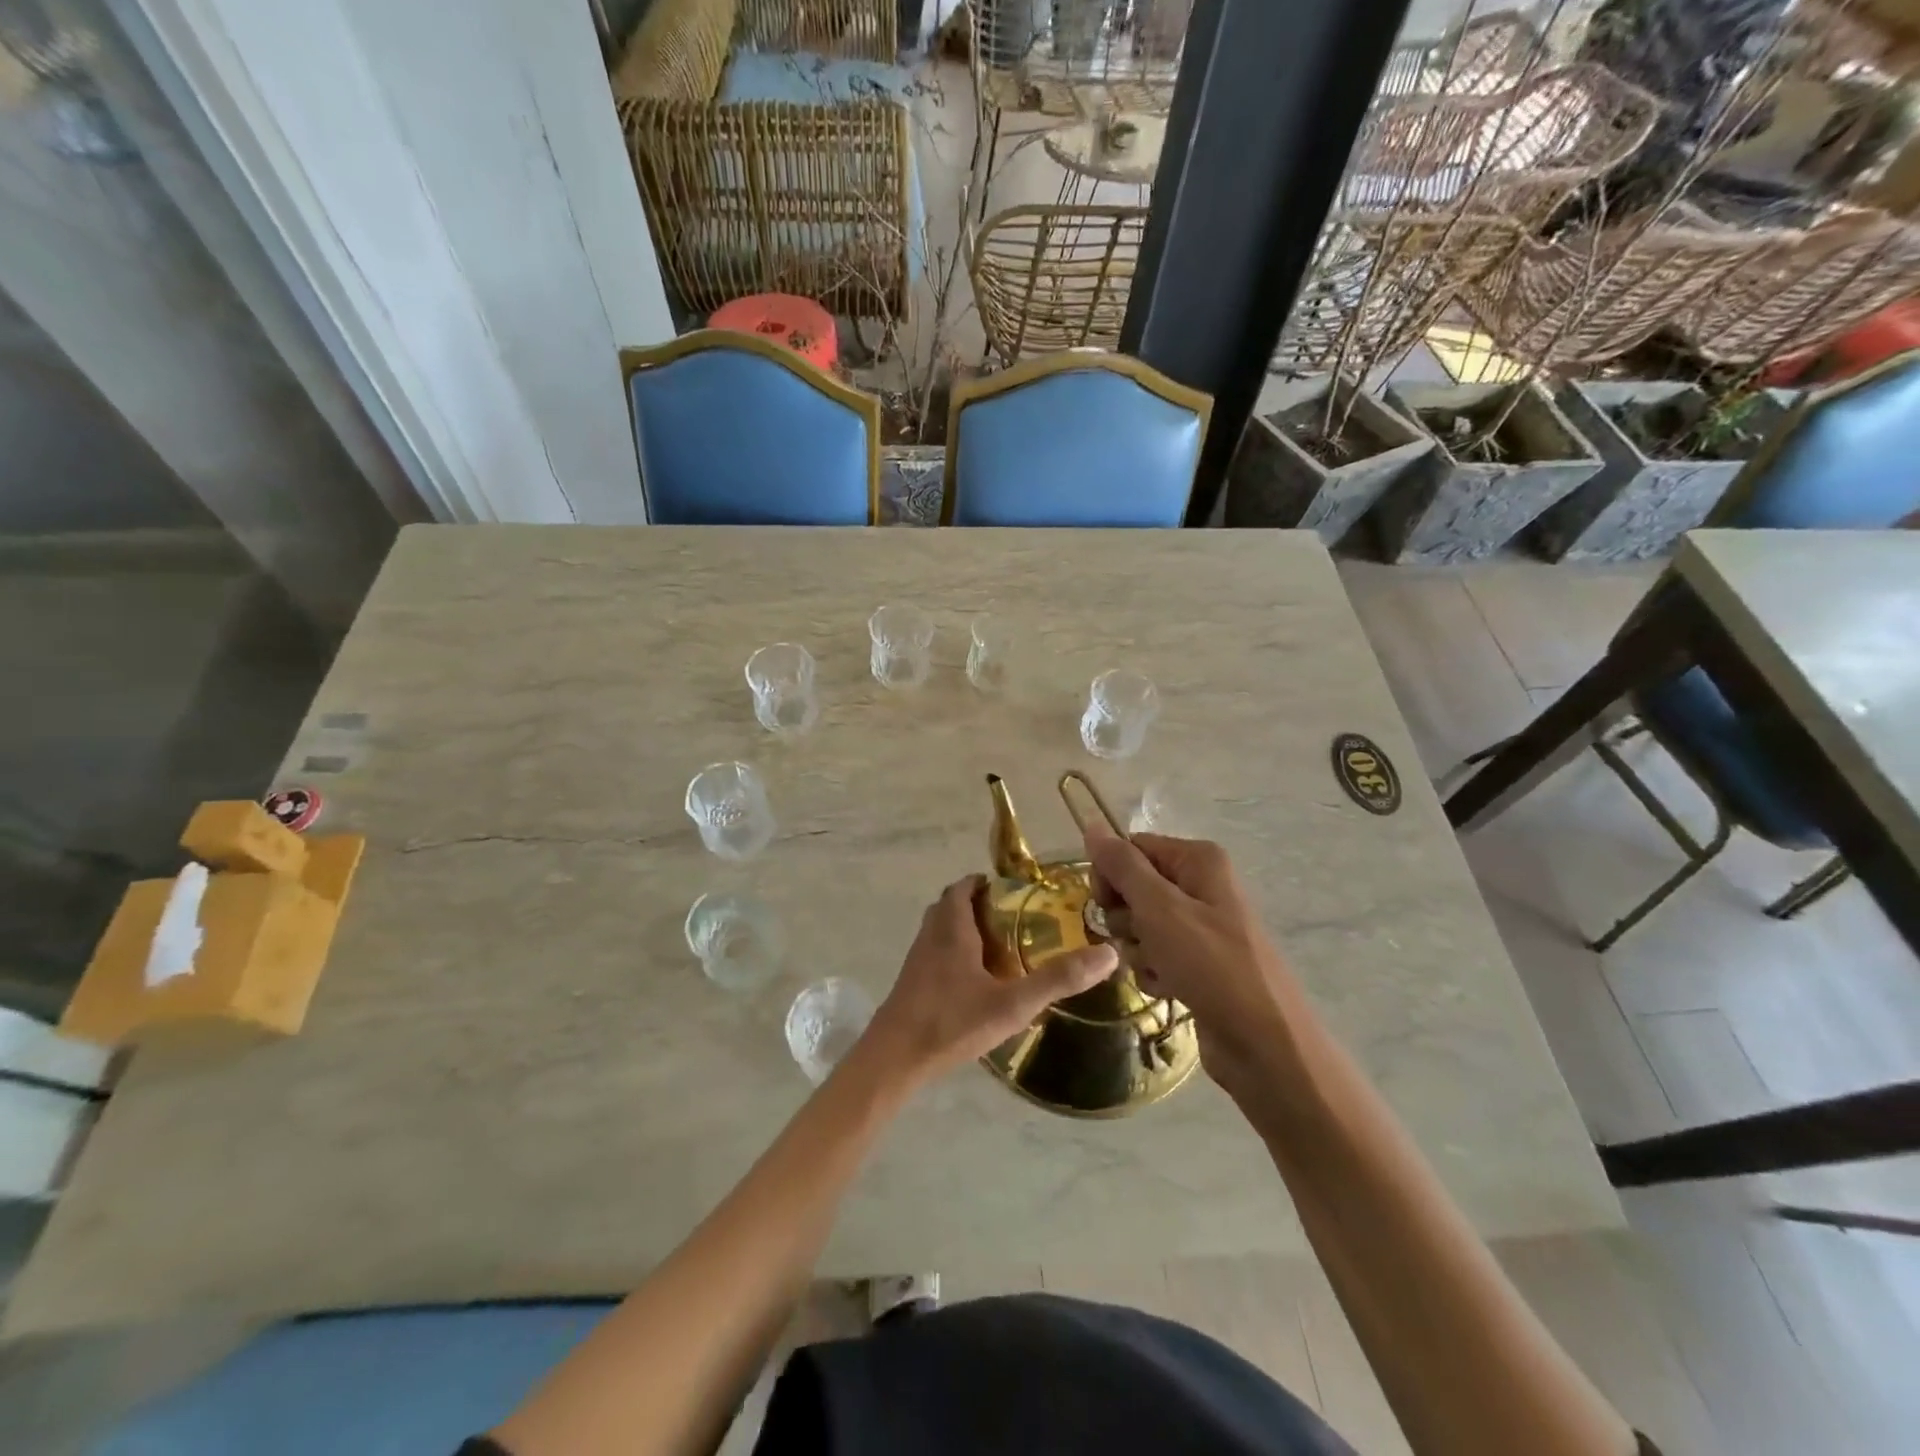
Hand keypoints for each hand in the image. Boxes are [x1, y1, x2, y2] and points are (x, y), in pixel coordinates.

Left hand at [857, 875, 1117, 1089]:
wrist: (894, 1058)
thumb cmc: (951, 1022)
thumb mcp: (1012, 1003)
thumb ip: (1058, 979)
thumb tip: (1108, 954)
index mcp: (952, 928)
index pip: (963, 888)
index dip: (984, 883)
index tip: (1012, 891)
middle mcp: (931, 935)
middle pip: (950, 906)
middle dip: (977, 905)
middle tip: (1011, 919)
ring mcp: (917, 960)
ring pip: (940, 930)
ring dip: (964, 929)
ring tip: (998, 948)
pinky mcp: (911, 983)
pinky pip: (934, 954)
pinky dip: (953, 954)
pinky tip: (974, 982)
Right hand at [1086, 829, 1307, 1099]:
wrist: (1265, 1046)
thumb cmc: (1212, 966)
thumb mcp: (1160, 909)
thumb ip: (1122, 866)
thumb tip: (1092, 824)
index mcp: (1198, 860)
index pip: (1131, 849)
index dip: (1111, 876)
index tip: (1105, 905)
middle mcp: (1201, 885)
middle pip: (1133, 887)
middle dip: (1125, 918)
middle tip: (1139, 939)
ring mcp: (1201, 926)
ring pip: (1140, 925)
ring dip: (1138, 950)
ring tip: (1159, 970)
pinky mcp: (1198, 963)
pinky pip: (1156, 954)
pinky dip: (1153, 971)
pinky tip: (1167, 989)